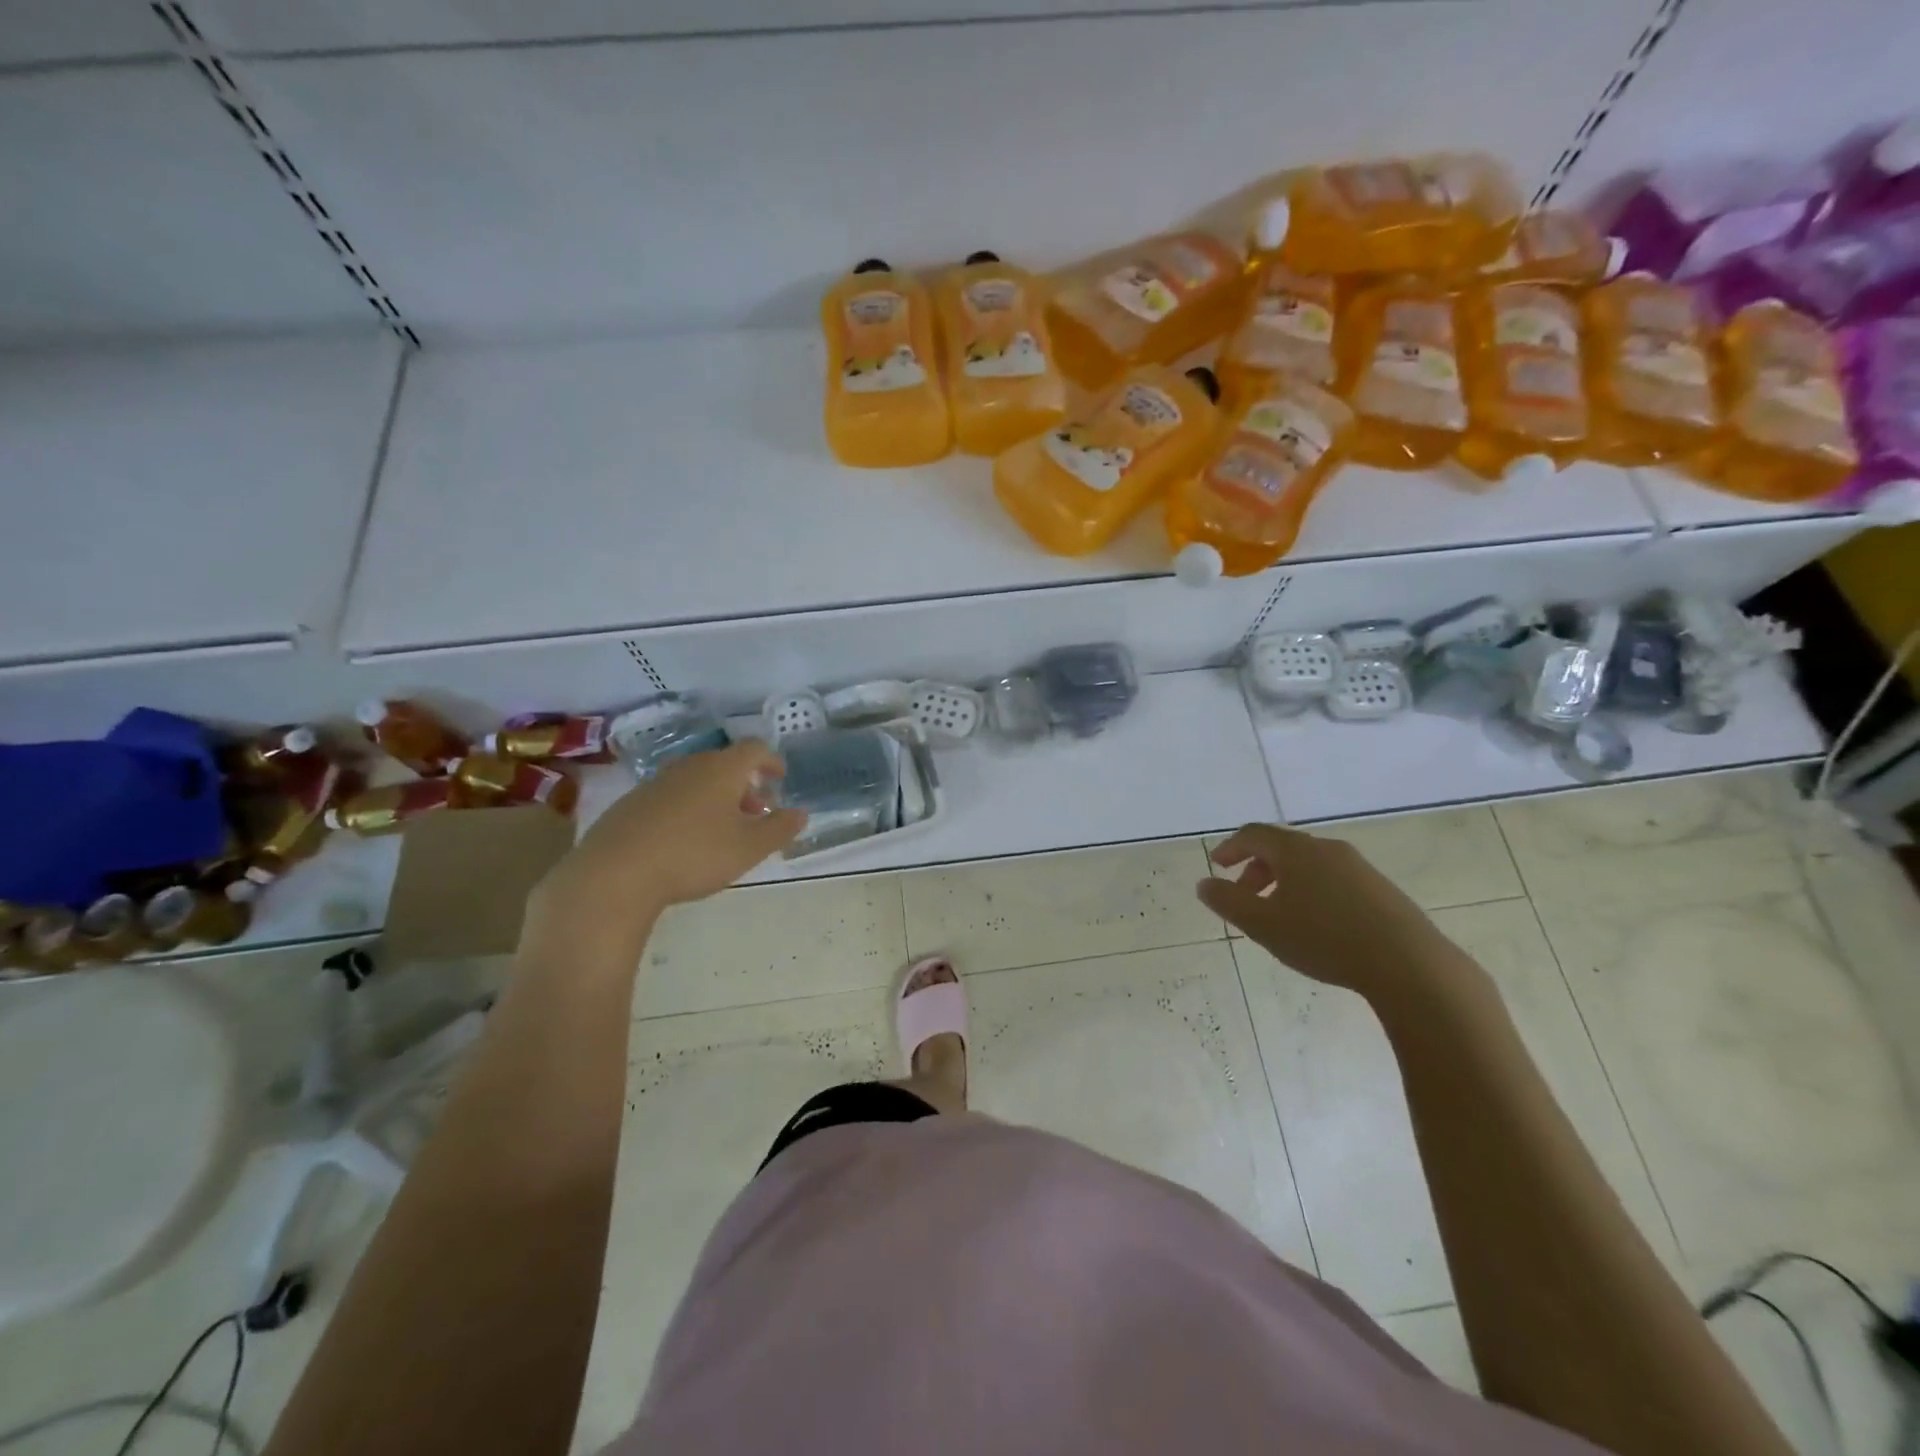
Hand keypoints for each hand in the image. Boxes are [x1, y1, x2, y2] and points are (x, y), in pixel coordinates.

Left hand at [528, 741, 804, 957]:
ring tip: (723, 830)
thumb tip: (801, 813)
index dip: (771, 761)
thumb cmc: (694, 855)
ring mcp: (656, 783)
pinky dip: (688, 808)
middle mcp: (689, 767)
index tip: (780, 778)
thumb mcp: (749, 848)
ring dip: (716, 798)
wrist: (614, 873)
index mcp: (722, 769)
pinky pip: (671, 796)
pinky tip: (685, 841)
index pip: (754, 749)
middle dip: (745, 785)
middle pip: (725, 764)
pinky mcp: (631, 804)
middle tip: (757, 812)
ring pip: (696, 781)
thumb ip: (780, 828)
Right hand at [1198, 823, 1449, 995]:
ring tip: (1278, 916)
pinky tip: (1317, 926)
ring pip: (1309, 864)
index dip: (1230, 847)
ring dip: (1284, 882)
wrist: (1409, 964)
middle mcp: (1326, 848)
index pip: (1253, 834)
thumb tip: (1204, 884)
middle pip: (1281, 847)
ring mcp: (1358, 867)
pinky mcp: (1380, 889)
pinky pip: (1332, 879)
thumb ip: (1227, 902)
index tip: (1217, 866)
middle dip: (1256, 868)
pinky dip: (1311, 891)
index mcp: (1295, 850)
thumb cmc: (1324, 939)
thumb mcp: (1262, 925)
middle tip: (1244, 897)